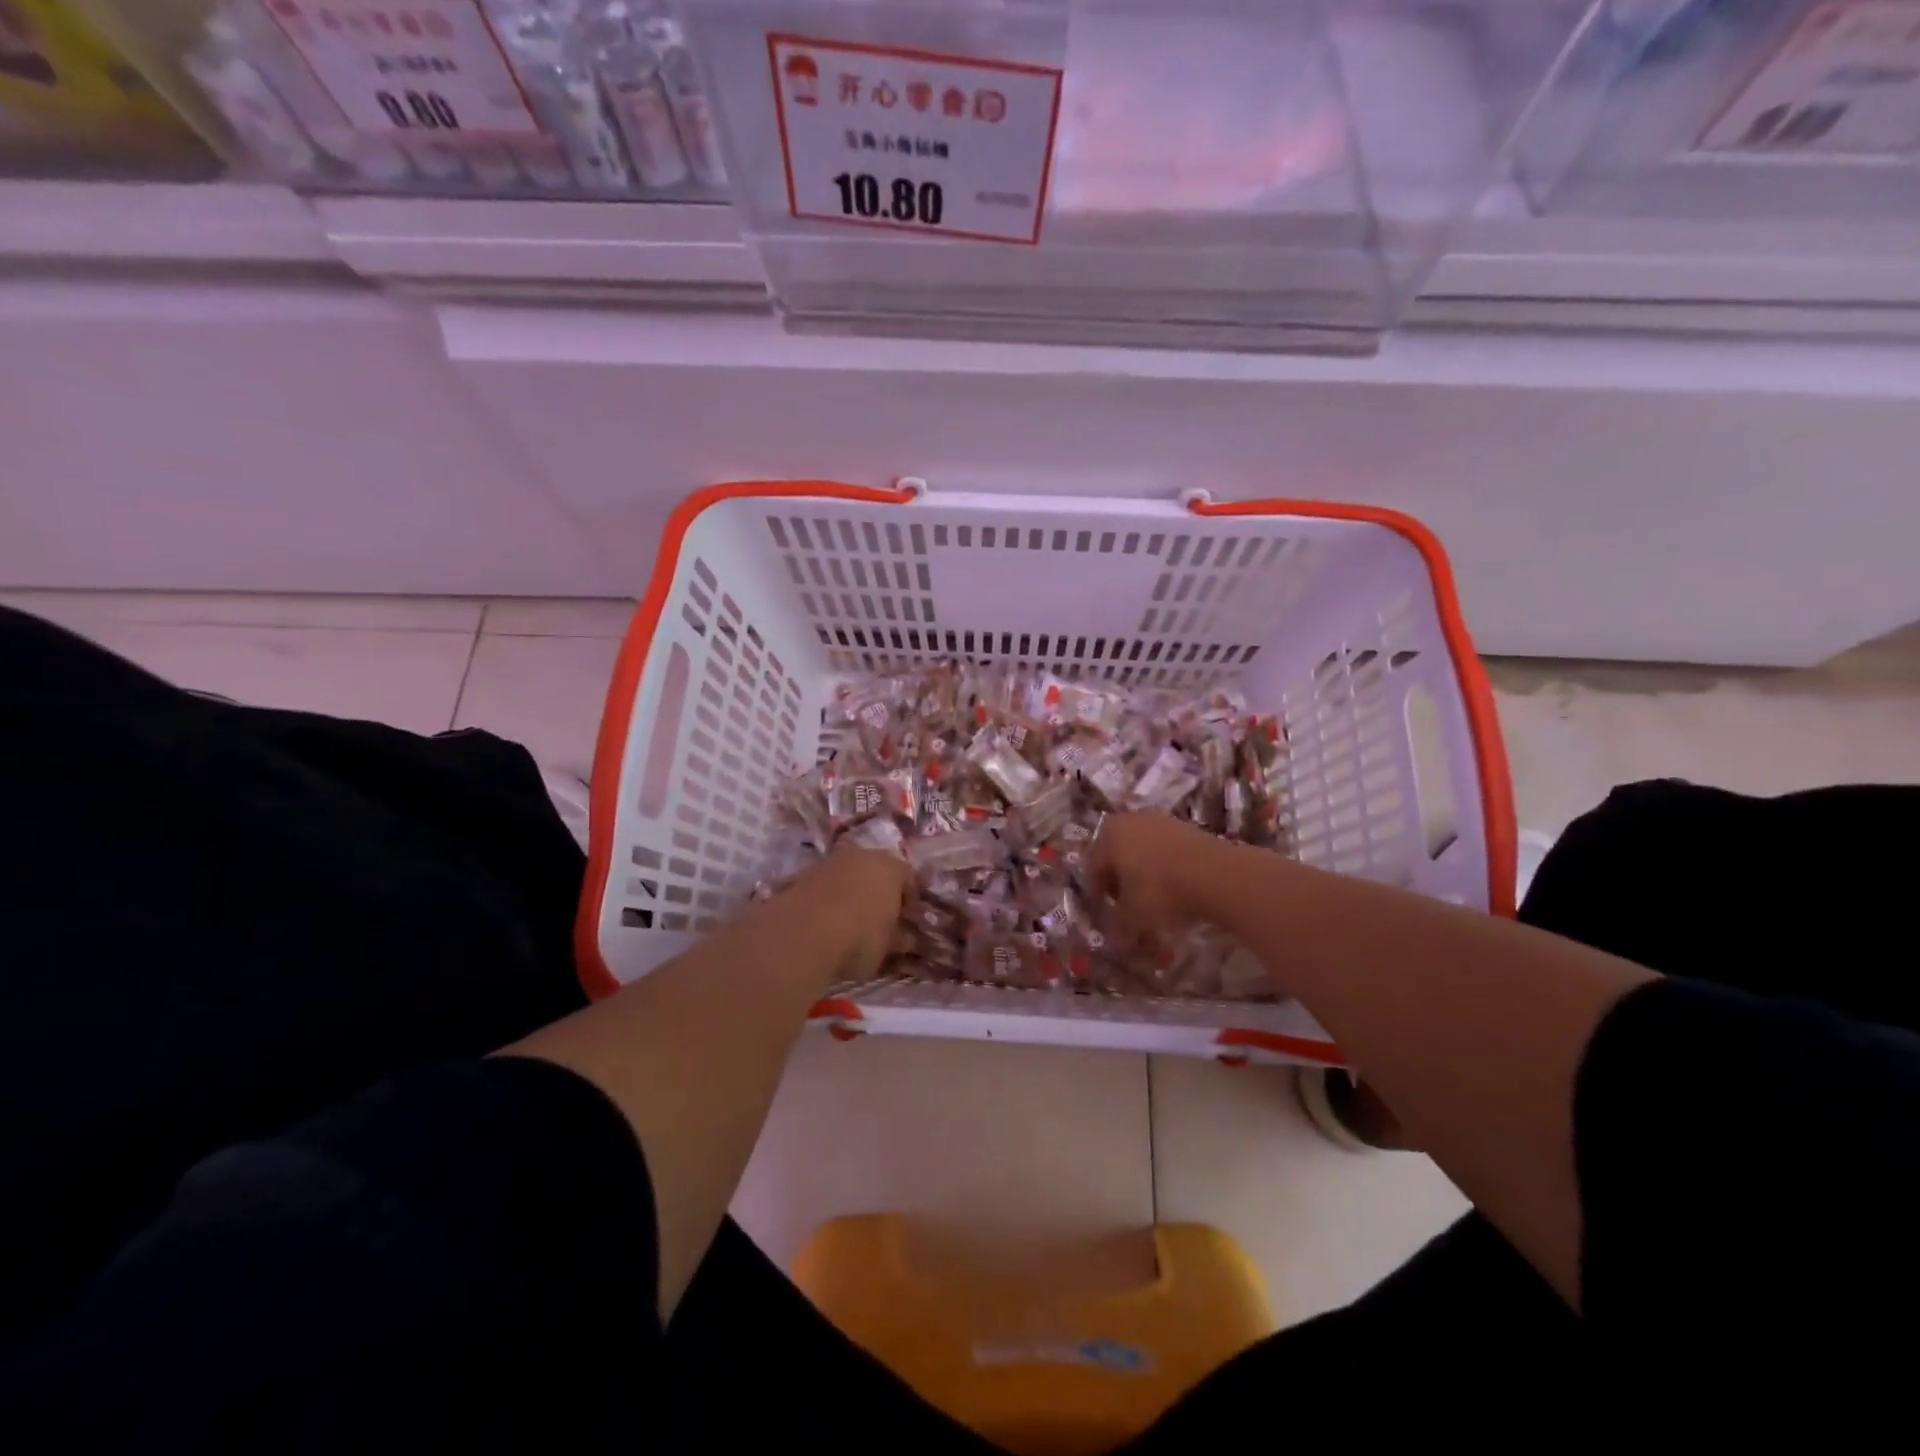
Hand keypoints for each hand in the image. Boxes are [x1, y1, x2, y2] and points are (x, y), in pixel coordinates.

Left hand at [792, 844, 911, 979]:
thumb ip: (899, 938)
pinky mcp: (802, 875)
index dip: (910, 901)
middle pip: (877, 872)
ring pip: (848, 876)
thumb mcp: (887, 945)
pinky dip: (829, 900)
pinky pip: (825, 887)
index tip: (908, 922)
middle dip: (880, 893)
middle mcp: (861, 855)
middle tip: (880, 920)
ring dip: (852, 894)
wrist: (802, 933)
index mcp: (890, 866)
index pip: (909, 878)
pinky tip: (826, 923)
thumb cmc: (860, 937)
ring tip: (850, 923)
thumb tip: (906, 937)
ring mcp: (829, 862)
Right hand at [1087, 813, 1229, 945]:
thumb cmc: (1160, 891)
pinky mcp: (1188, 829)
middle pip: (1118, 859)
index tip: (1104, 920)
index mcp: (1108, 834)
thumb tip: (1114, 939)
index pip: (1093, 870)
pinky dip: (1165, 873)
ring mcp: (1162, 821)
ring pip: (1143, 856)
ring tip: (1153, 907)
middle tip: (1126, 912)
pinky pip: (1166, 855)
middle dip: (1120, 887)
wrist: (1216, 875)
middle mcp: (1131, 820)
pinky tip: (1175, 894)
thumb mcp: (1131, 917)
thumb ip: (1117, 926)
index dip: (1097, 899)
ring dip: (1144, 880)